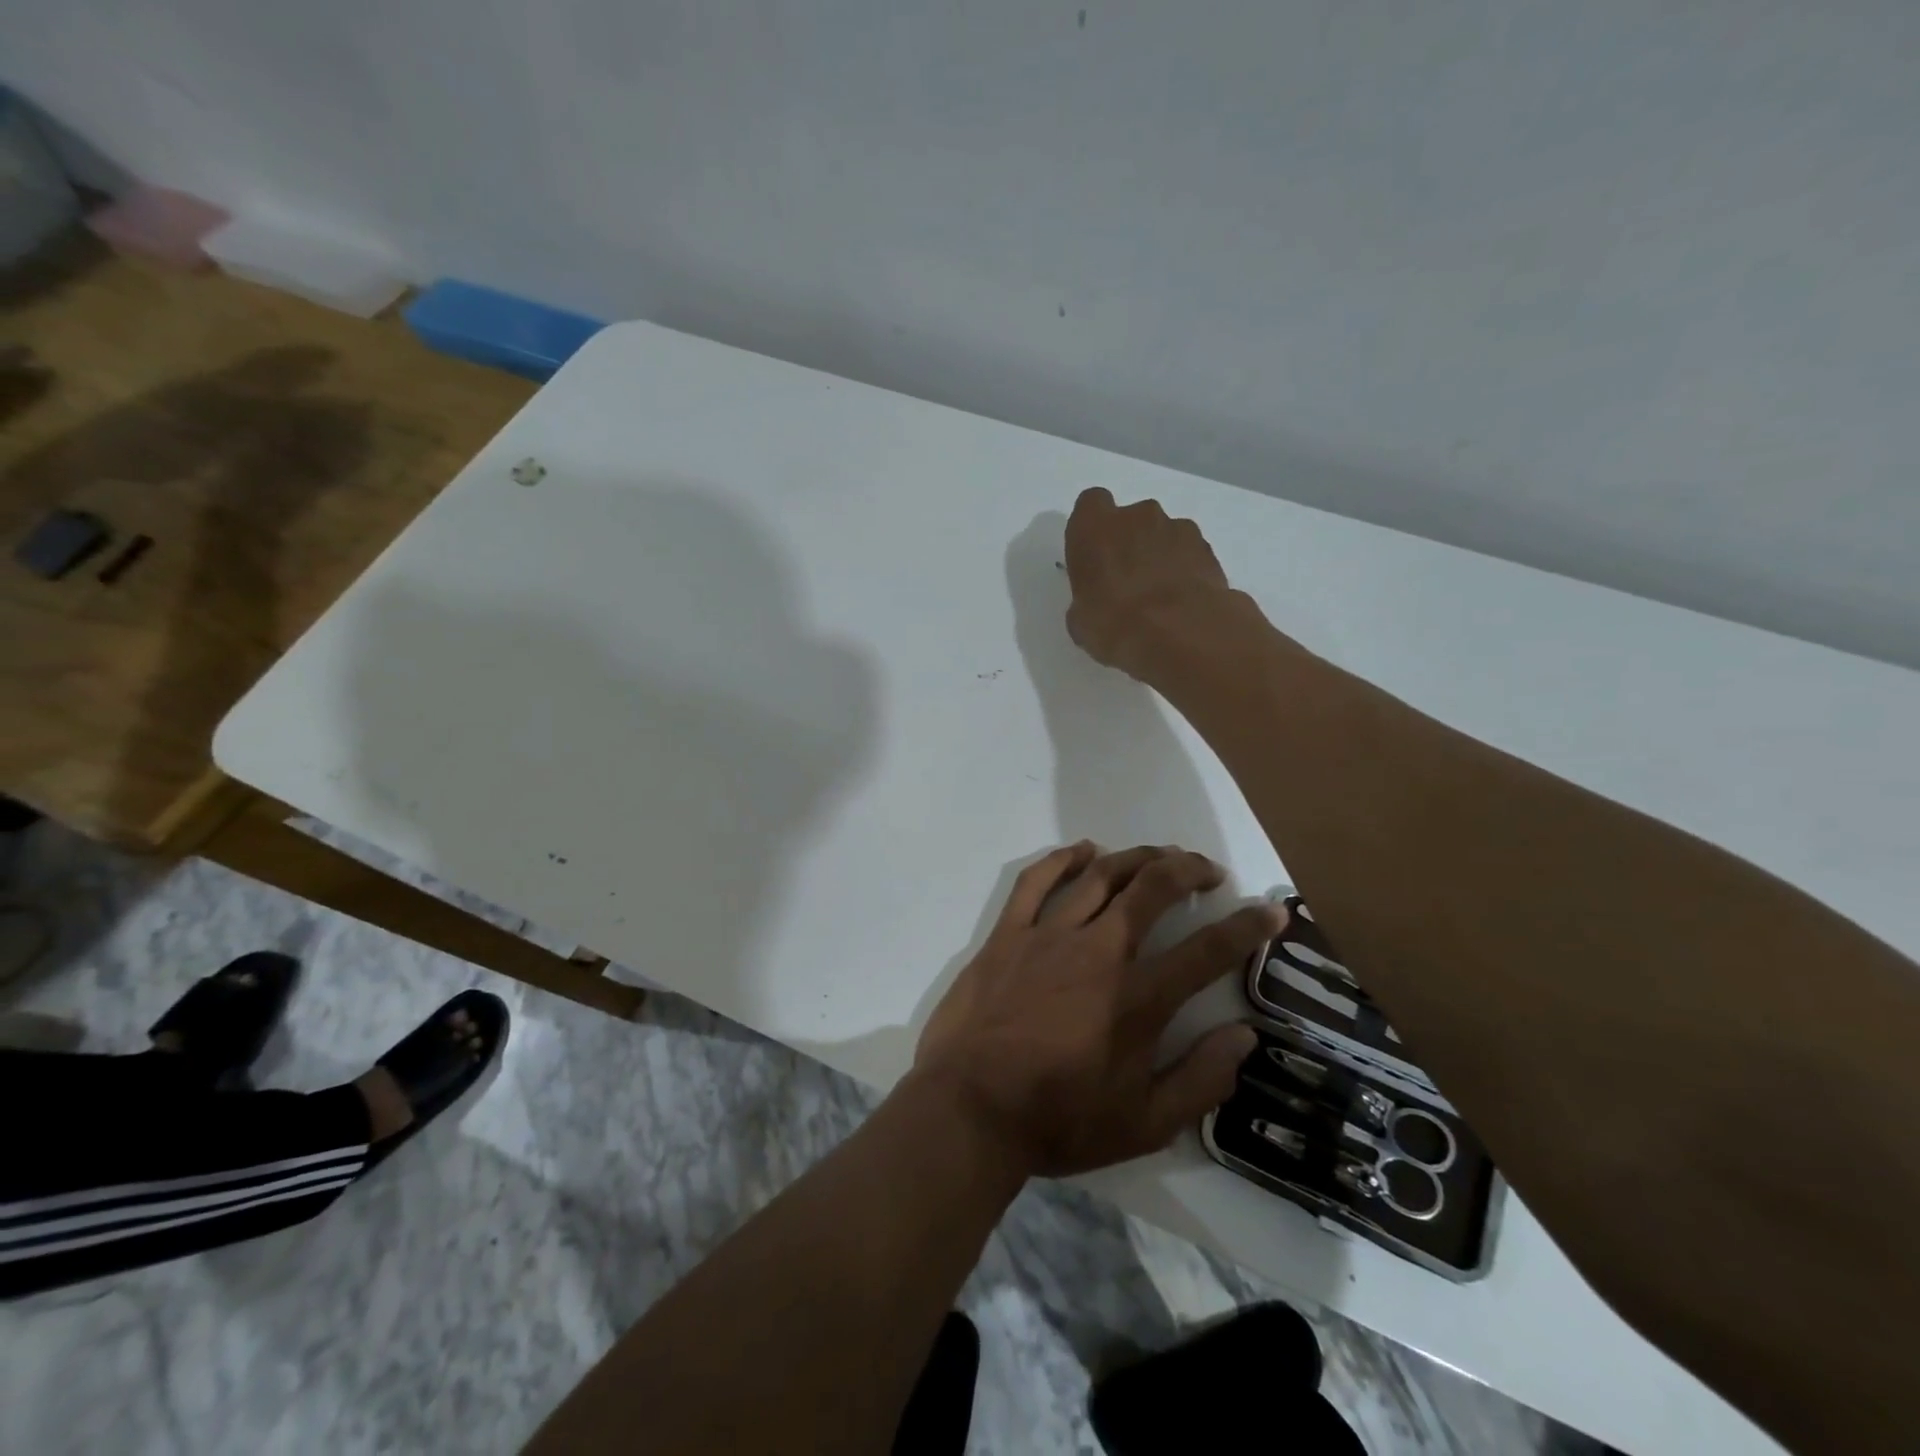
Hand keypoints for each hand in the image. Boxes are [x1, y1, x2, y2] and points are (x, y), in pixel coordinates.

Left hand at [912, 842, 1281, 1178]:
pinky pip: (1036, 881)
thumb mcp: (1145, 1124)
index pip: (1207, 951)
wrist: (969, 1109)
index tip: (1270, 909)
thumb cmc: (1058, 1120)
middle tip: (1206, 870)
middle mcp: (1098, 952)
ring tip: (1159, 856)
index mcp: (1138, 998)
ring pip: (1100, 876)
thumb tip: (1244, 1037)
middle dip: (1188, 870)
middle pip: (1152, 890)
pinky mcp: (1007, 933)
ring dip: (1136, 858)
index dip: (1247, 927)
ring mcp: (1048, 935)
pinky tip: (1084, 850)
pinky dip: (1063, 859)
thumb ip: (1200, 1080)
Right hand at [1063, 488, 1242, 680]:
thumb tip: (1097, 604)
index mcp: (1094, 527)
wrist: (1179, 633)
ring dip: (1160, 556)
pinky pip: (1190, 554)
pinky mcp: (1208, 548)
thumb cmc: (1114, 624)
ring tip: (1160, 597)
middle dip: (1131, 542)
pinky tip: (1182, 602)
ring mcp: (1177, 528)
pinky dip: (1186, 571)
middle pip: (1132, 519)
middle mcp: (1137, 516)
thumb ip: (1088, 597)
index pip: (1091, 504)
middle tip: (1128, 581)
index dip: (1094, 528)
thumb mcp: (1081, 620)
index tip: (1094, 554)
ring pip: (1164, 534)